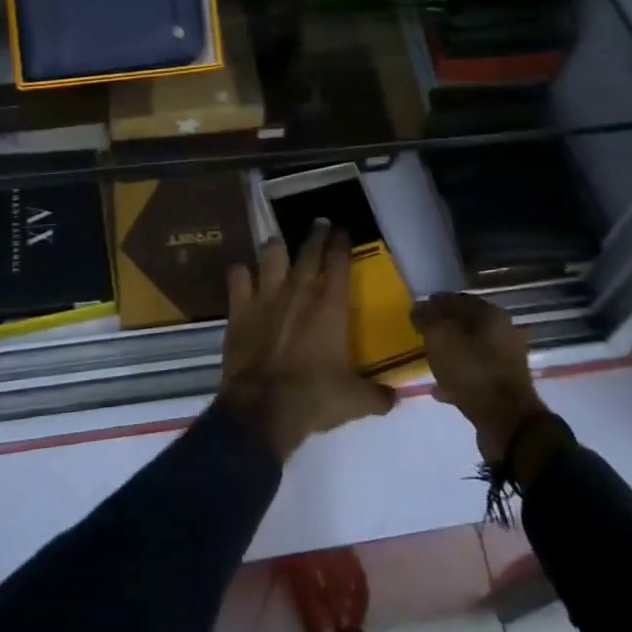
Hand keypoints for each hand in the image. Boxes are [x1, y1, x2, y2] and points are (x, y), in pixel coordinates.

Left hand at [218, 221, 397, 460]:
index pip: (339, 262)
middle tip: (319, 223)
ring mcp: (266, 296)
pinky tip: (243, 274)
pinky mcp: (239, 308)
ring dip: (275, 247)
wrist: (262, 408)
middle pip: (308, 251)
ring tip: (277, 242)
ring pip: (271, 255)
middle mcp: (299, 291)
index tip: (343, 231)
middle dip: (316, 234)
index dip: (342, 243)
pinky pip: (237, 277)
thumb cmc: (313, 398)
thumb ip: (377, 395)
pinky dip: (240, 273)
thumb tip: (394, 398)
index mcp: (330, 306)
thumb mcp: (354, 401)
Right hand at [411, 293, 546, 462]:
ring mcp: (506, 362)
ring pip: (470, 350)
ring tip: (427, 360)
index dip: (436, 302)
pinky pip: (474, 375)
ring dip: (450, 353)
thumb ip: (427, 319)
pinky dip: (456, 377)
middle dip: (443, 328)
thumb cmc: (472, 372)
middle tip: (421, 334)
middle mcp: (503, 334)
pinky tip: (438, 388)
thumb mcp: (440, 339)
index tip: (417, 310)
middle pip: (467, 325)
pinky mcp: (503, 388)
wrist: (507, 424)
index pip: (459, 299)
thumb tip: (419, 307)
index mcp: (492, 315)